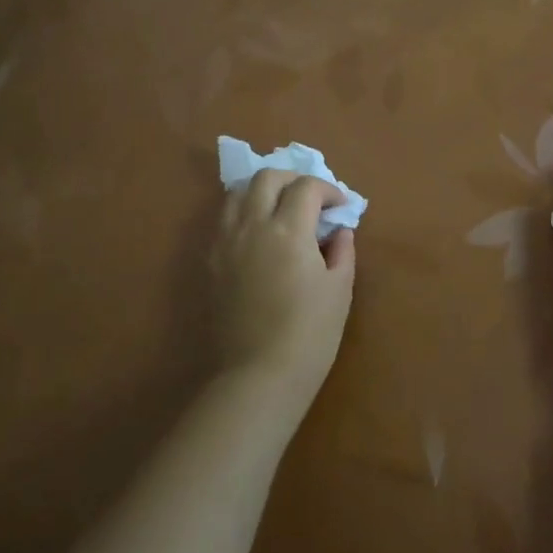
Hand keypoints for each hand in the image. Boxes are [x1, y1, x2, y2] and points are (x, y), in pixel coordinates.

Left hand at [211, 170, 355, 408]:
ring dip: (263, 191)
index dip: (328, 190)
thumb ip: (342, 251)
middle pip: (267, 177)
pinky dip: (243, 213)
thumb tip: (339, 231)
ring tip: (280, 210)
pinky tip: (258, 234)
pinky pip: (224, 220)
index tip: (340, 207)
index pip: (306, 187)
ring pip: (238, 192)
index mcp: (288, 229)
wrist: (258, 375)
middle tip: (311, 199)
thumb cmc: (309, 335)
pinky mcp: (211, 261)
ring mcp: (226, 241)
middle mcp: (252, 225)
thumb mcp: (339, 290)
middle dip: (293, 179)